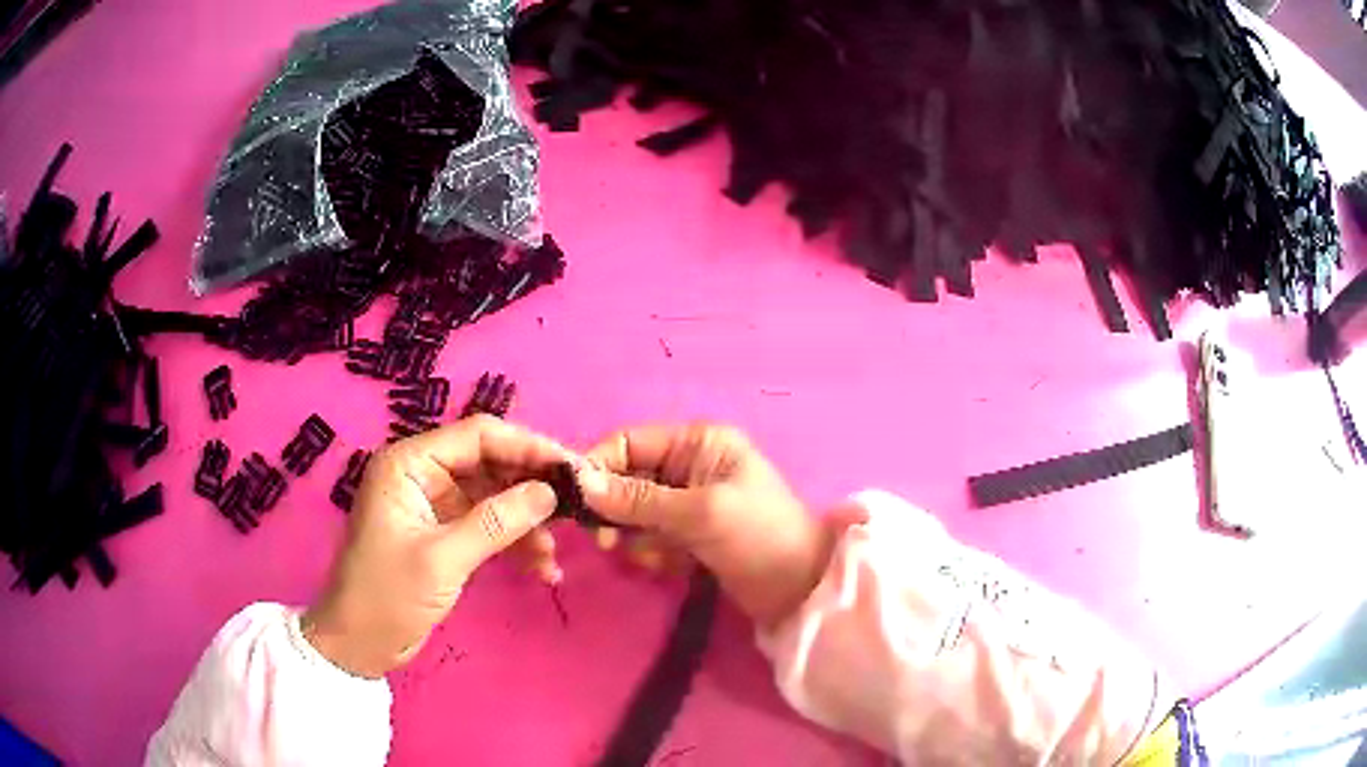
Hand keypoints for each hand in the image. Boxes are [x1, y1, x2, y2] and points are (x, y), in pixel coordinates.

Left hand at [303, 416, 567, 677]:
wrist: (359, 645)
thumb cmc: (388, 595)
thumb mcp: (442, 559)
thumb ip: (496, 522)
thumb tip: (550, 492)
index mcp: (409, 463)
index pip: (477, 436)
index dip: (527, 447)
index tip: (572, 469)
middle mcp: (423, 474)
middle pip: (490, 464)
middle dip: (530, 489)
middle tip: (574, 511)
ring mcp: (435, 505)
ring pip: (495, 497)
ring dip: (526, 524)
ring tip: (552, 555)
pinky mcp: (445, 534)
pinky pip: (489, 526)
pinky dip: (515, 544)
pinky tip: (541, 569)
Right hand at [576, 424, 838, 626]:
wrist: (802, 589)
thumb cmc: (759, 536)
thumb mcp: (700, 513)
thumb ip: (639, 499)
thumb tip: (581, 482)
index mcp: (698, 443)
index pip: (630, 443)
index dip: (599, 467)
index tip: (576, 501)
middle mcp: (690, 465)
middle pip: (628, 478)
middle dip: (616, 510)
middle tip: (606, 542)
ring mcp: (689, 502)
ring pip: (635, 512)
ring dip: (636, 536)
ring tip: (655, 556)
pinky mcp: (690, 535)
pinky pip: (651, 537)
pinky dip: (654, 552)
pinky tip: (673, 567)